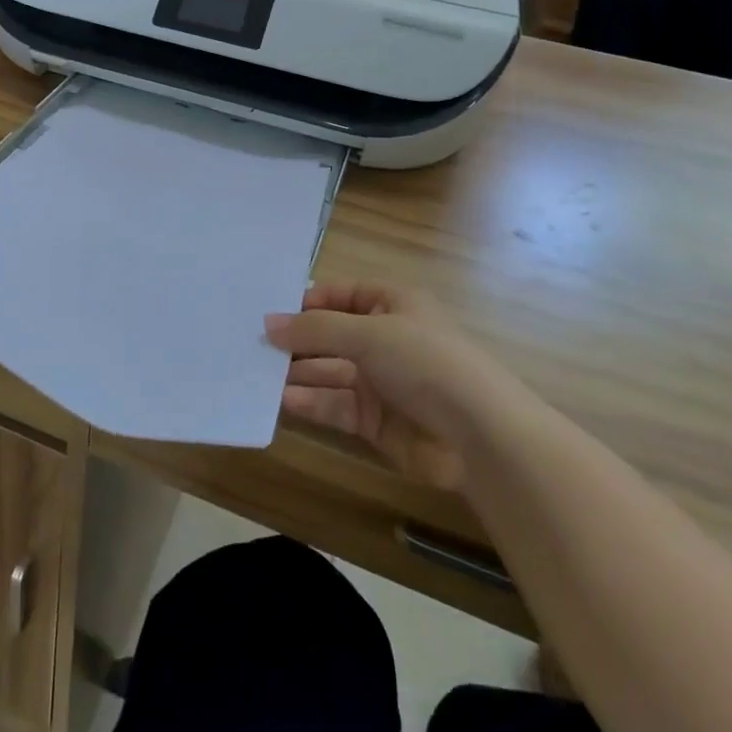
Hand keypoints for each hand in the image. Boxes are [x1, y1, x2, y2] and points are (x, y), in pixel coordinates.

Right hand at [265, 283, 501, 491]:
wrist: (479, 436)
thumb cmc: (425, 362)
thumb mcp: (368, 333)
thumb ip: (315, 329)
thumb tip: (268, 324)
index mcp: (393, 305)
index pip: (342, 294)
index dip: (308, 301)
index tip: (270, 311)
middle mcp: (385, 340)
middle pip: (331, 335)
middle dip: (296, 341)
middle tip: (252, 344)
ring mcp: (381, 382)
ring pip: (329, 372)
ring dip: (297, 373)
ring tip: (256, 373)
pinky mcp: (375, 420)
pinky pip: (336, 405)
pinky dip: (311, 403)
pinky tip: (283, 401)